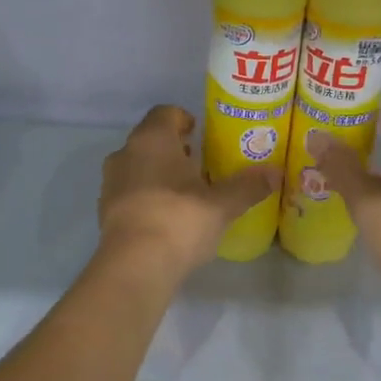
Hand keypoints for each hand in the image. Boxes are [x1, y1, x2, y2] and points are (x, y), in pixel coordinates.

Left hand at [98, 106, 275, 282]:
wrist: (134, 267)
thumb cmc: (179, 219)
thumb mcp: (222, 204)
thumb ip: (248, 186)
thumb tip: (276, 173)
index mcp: (152, 139)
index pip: (166, 113)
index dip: (185, 120)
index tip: (203, 135)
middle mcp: (126, 153)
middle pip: (151, 140)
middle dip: (175, 149)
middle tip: (202, 165)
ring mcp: (111, 183)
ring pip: (138, 166)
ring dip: (159, 173)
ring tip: (188, 194)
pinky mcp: (105, 211)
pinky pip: (130, 192)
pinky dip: (147, 197)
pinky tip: (168, 218)